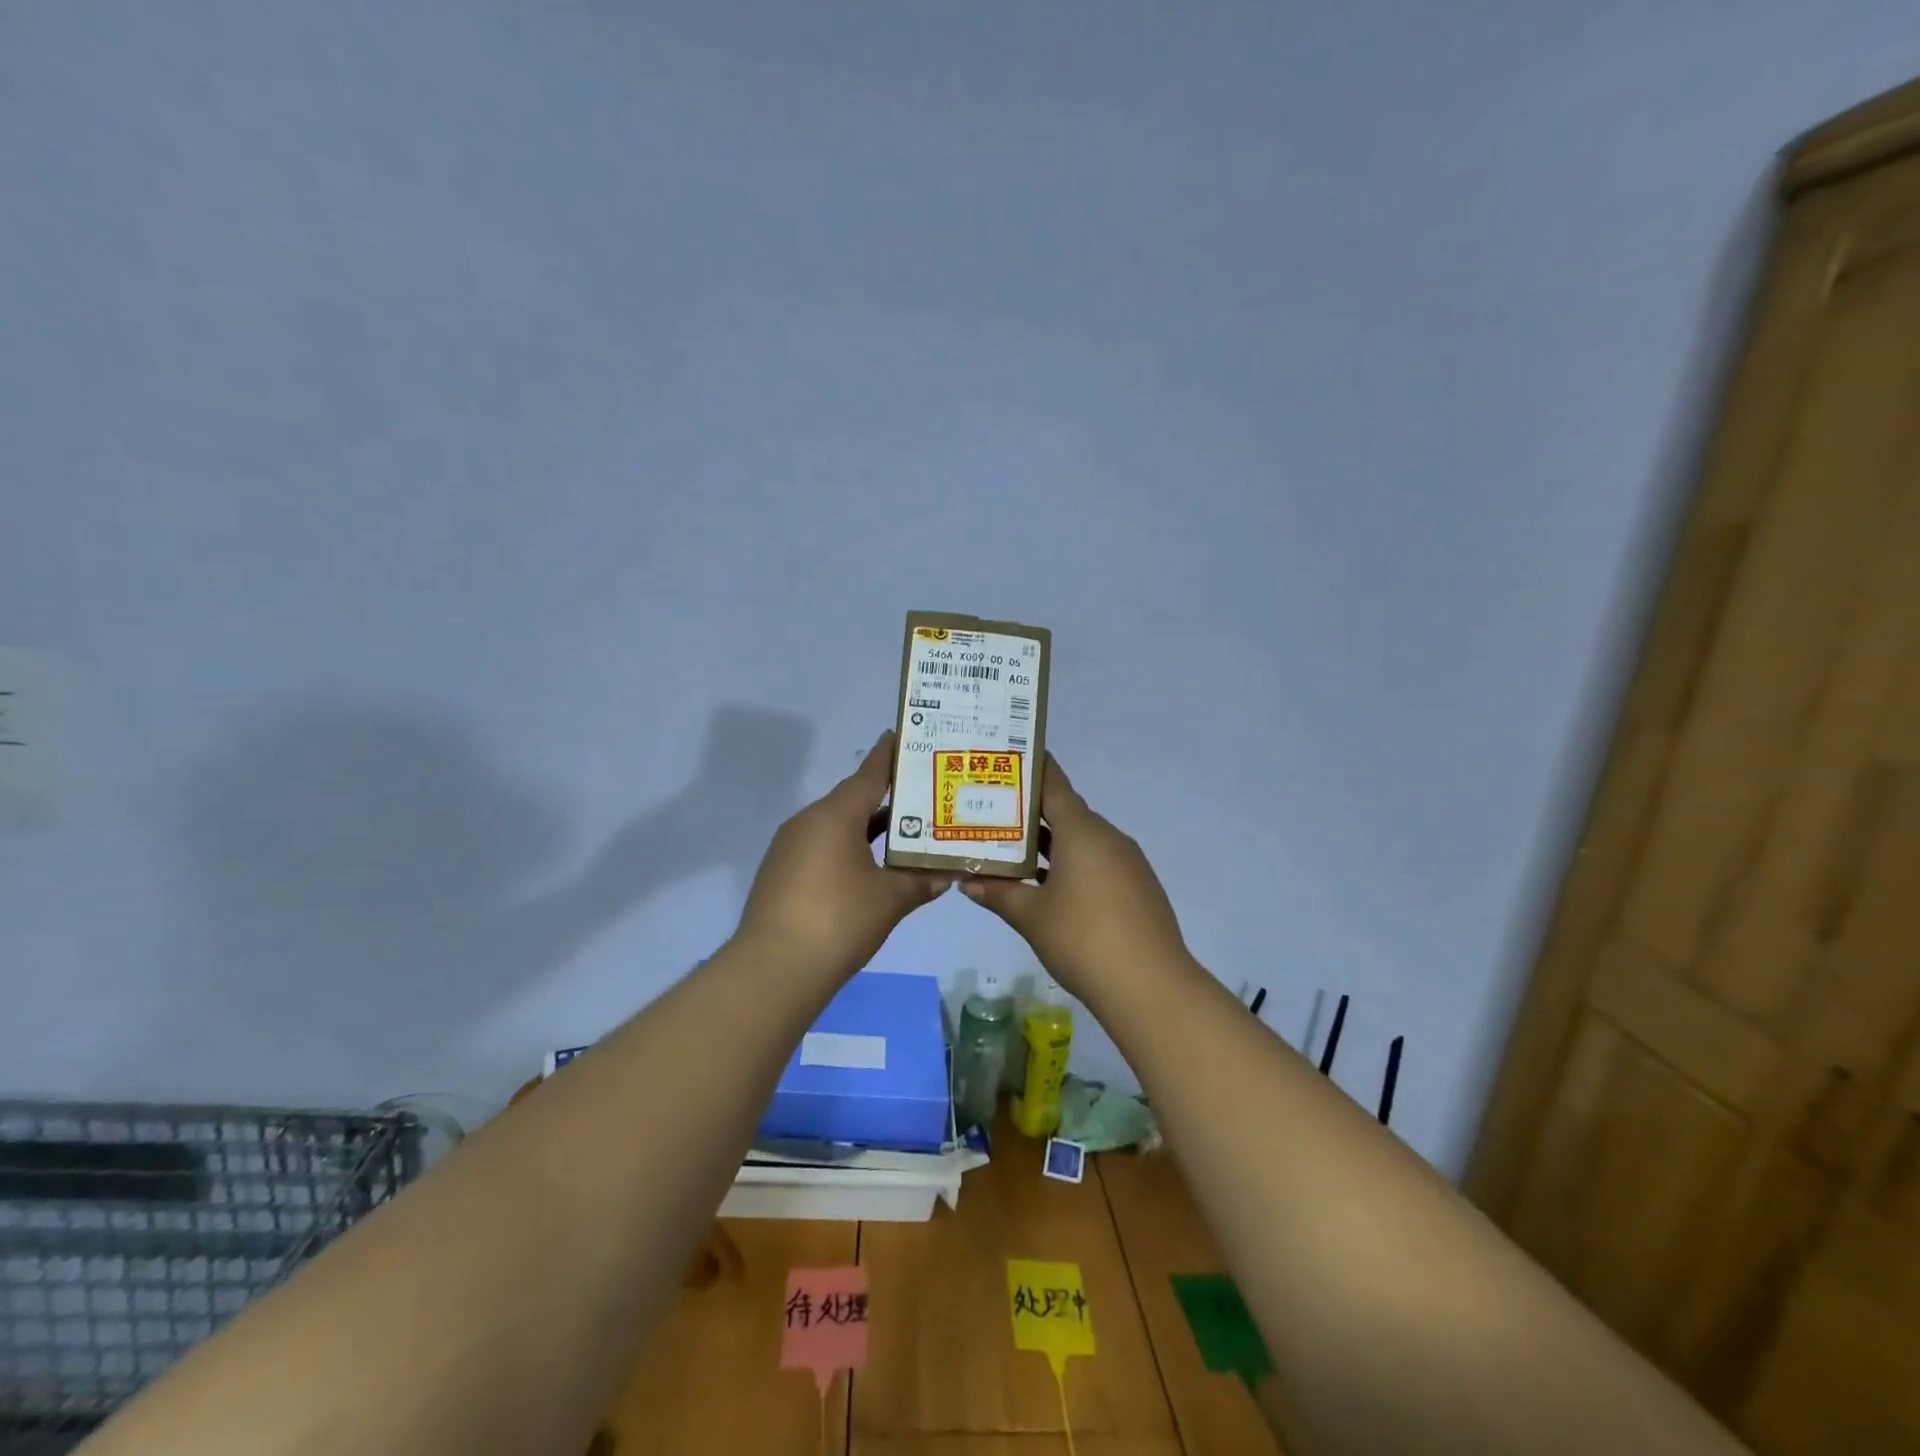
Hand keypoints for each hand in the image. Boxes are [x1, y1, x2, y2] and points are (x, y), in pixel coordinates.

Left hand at [734, 731, 951, 979]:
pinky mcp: (780, 873)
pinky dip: (846, 848)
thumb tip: (947, 874)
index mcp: (835, 815)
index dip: (888, 756)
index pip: (869, 775)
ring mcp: (789, 848)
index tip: (902, 736)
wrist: (774, 969)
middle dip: (886, 798)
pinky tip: (868, 868)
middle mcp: (808, 822)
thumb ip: (920, 881)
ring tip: (902, 832)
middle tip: (921, 795)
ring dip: (867, 828)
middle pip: (852, 799)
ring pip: (836, 825)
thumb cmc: (839, 920)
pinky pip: (820, 847)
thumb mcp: (890, 899)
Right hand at [960, 754, 1193, 1002]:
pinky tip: (1051, 887)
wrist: (1150, 986)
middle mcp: (1108, 837)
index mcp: (1082, 832)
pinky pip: (1098, 862)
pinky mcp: (1138, 886)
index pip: (1053, 785)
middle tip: (994, 814)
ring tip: (1014, 852)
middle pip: (1066, 813)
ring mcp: (1127, 862)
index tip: (1008, 757)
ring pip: (1082, 840)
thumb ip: (997, 893)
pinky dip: (1073, 864)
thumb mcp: (1031, 916)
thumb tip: (966, 881)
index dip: (1031, 769)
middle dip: (1031, 814)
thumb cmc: (1083, 940)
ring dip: (1051, 844)